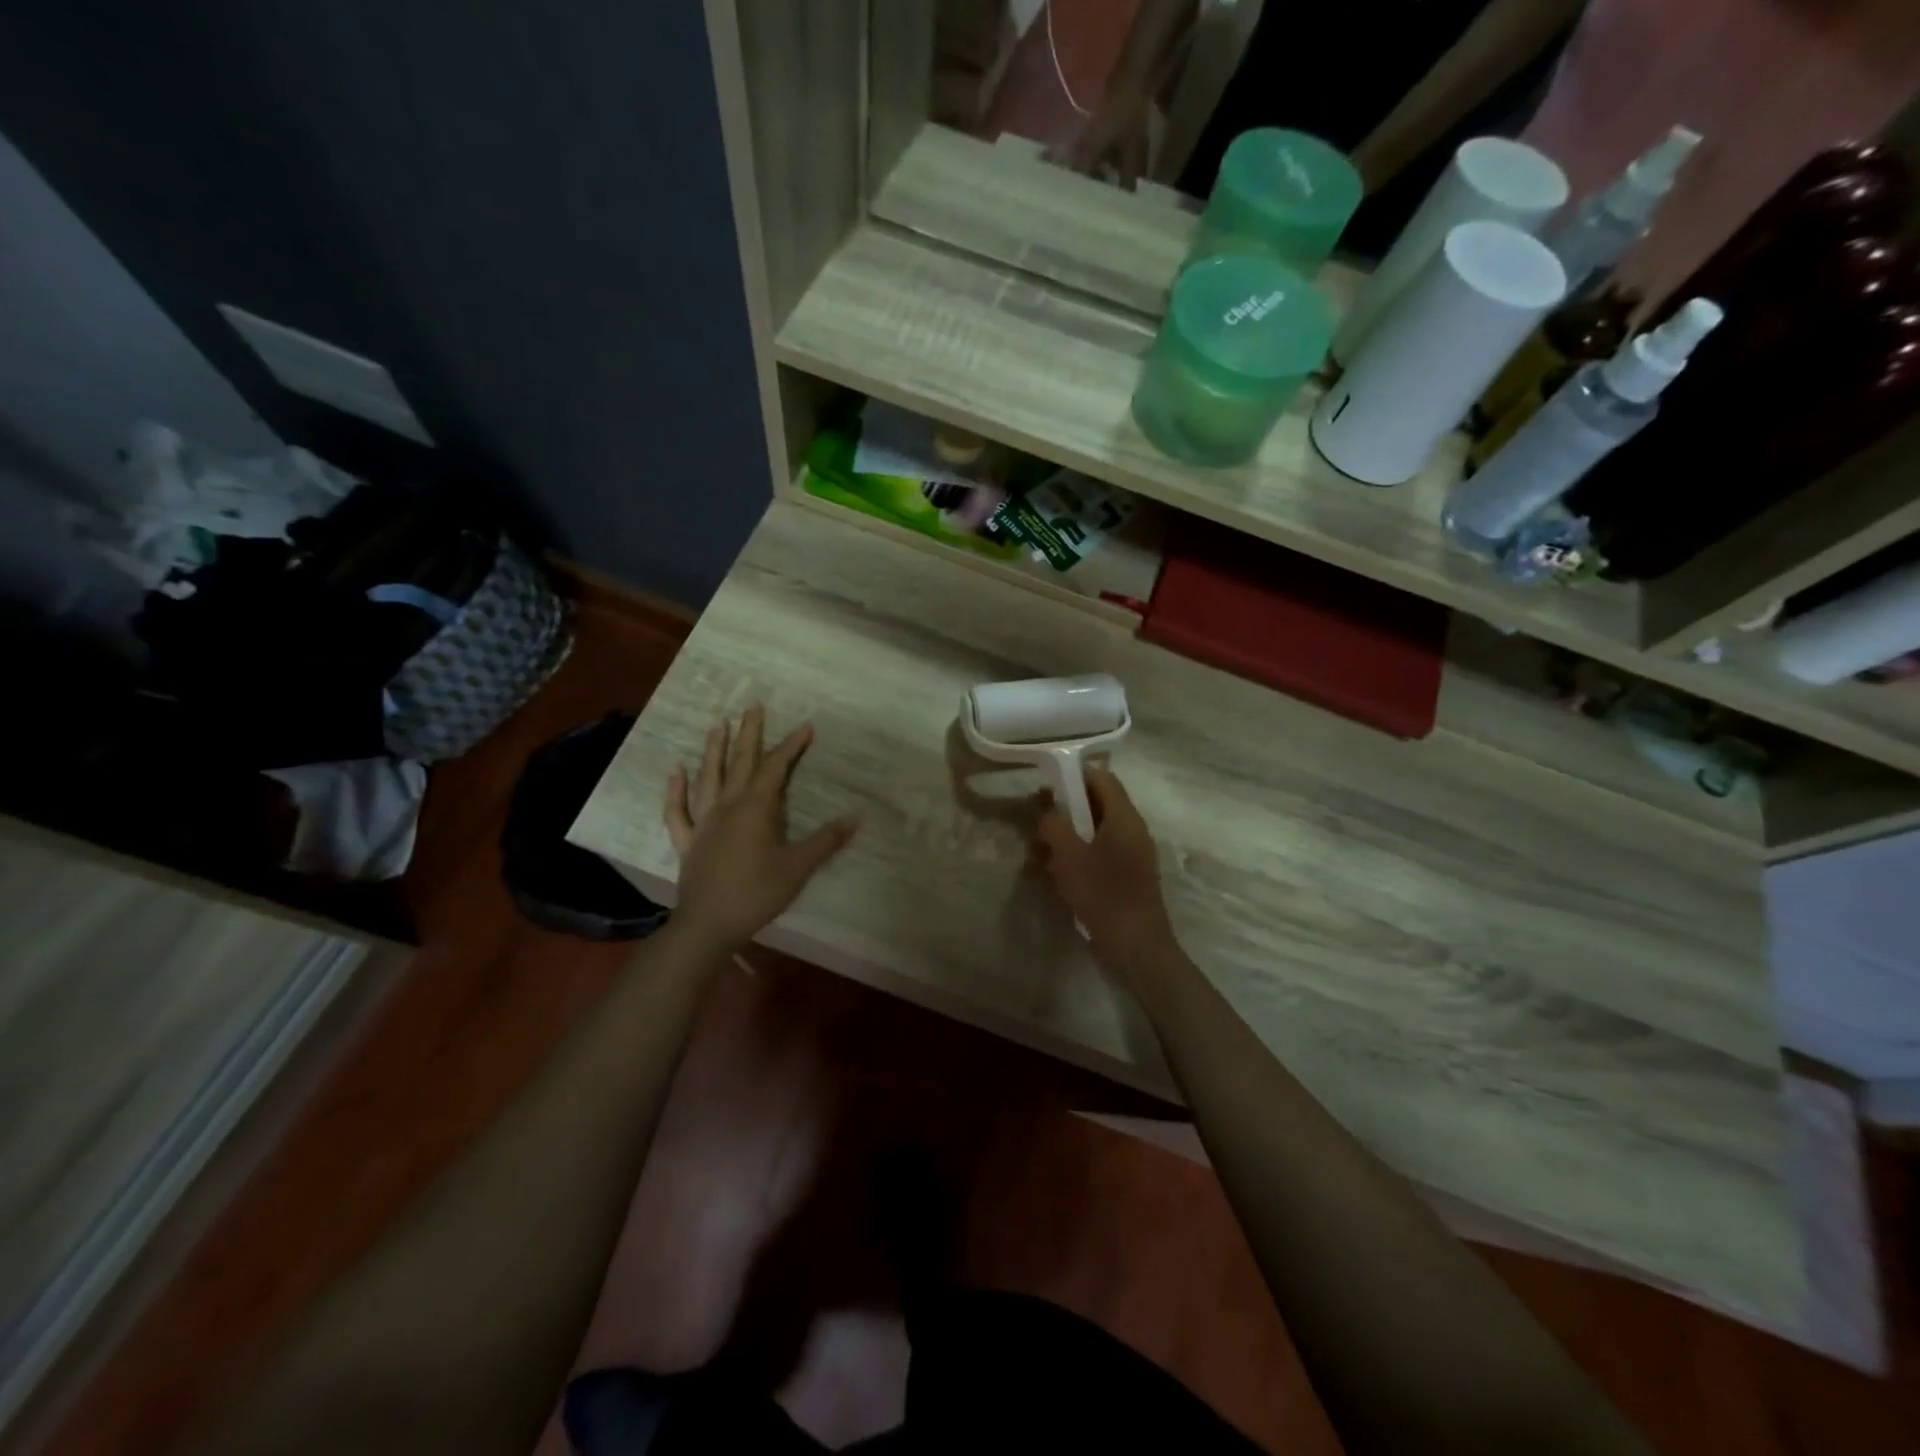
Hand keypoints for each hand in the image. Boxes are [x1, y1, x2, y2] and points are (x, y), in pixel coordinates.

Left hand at [664, 705, 857, 951]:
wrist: (709, 925)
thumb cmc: (757, 893)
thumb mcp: (798, 867)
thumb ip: (825, 841)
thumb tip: (855, 818)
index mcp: (756, 808)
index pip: (776, 768)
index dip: (791, 746)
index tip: (806, 726)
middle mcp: (727, 806)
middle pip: (740, 763)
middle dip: (750, 734)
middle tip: (753, 707)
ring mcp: (703, 822)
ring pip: (708, 778)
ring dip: (713, 750)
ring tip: (718, 725)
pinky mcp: (688, 841)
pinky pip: (678, 811)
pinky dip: (676, 790)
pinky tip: (676, 771)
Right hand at [1035, 768, 1178, 977]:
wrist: (1136, 946)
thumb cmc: (1103, 894)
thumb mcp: (1069, 855)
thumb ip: (1054, 825)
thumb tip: (1048, 813)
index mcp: (1124, 817)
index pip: (1102, 777)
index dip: (1074, 775)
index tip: (1046, 785)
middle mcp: (1133, 829)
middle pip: (1099, 803)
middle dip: (1068, 808)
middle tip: (1040, 820)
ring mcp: (1134, 853)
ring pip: (1098, 829)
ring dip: (1072, 834)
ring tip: (1045, 850)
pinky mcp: (1129, 875)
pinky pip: (1102, 851)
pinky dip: (1081, 854)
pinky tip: (1061, 873)